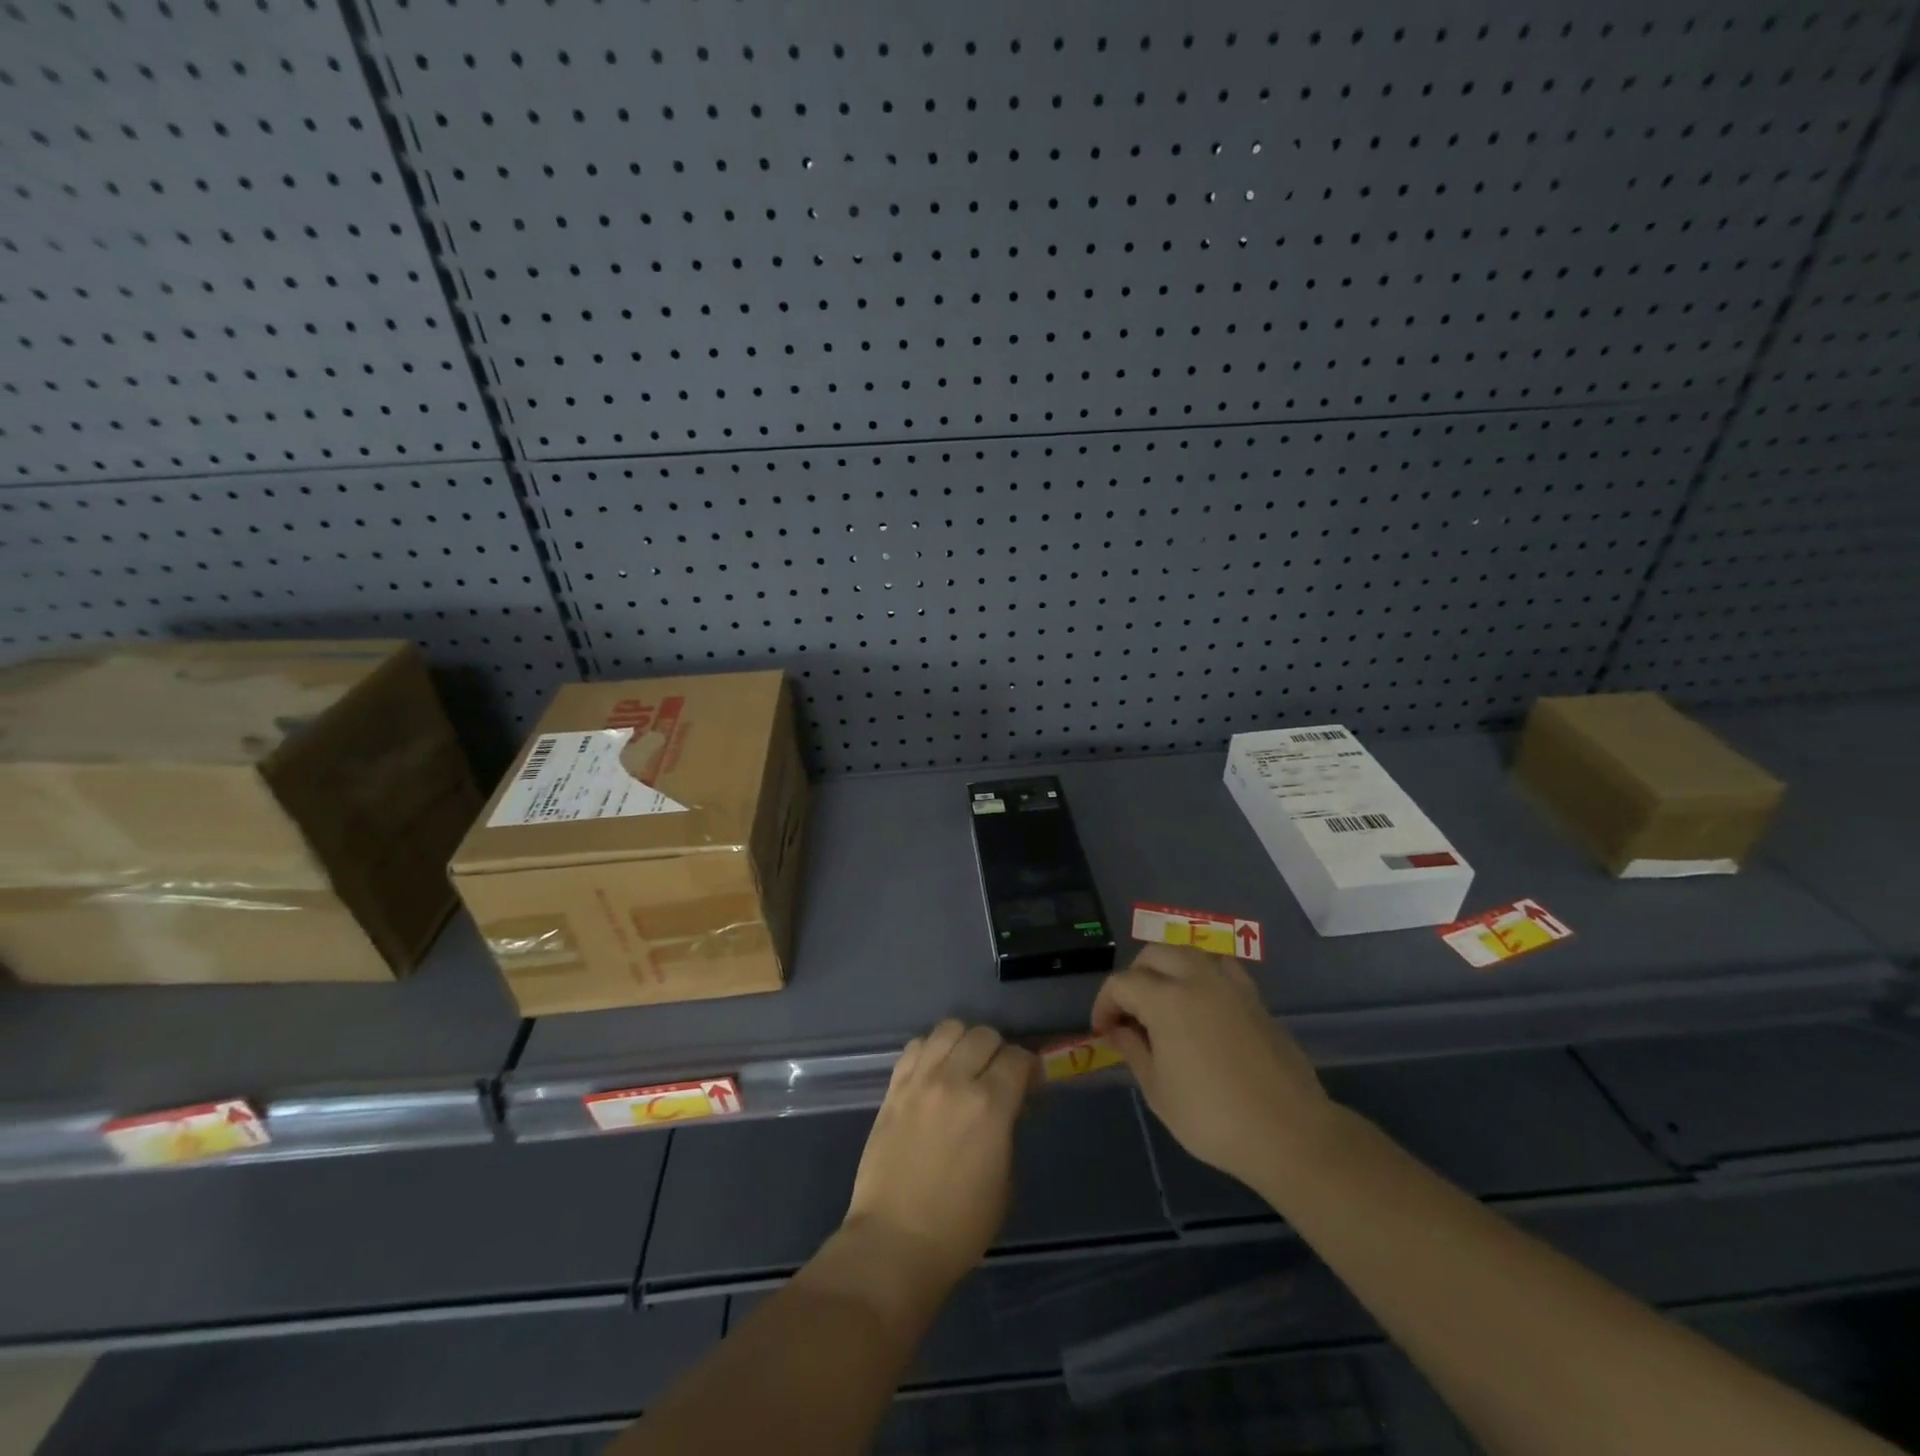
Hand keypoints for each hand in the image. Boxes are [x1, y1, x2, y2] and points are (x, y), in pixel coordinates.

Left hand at [844, 1020, 1035, 1295]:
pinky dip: (931, 1050)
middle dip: (998, 1051)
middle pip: (984, 1034)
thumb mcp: (1004, 1182)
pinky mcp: (893, 1087)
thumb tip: (1007, 1106)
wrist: (894, 1242)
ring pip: (948, 1028)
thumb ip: (1007, 1130)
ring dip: (963, 1042)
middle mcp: (954, 1080)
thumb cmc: (959, 1227)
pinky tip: (934, 1073)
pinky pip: (916, 1046)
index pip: (1018, 1057)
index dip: (1029, 1068)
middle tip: (997, 1076)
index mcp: (989, 1105)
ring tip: (964, 1066)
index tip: (1029, 1085)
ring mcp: (919, 1080)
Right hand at [1092, 944, 1333, 1189]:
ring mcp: (1230, 984)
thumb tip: (1117, 1029)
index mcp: (1166, 999)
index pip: (1122, 984)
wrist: (1288, 1133)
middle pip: (1154, 954)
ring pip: (1188, 952)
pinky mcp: (1254, 997)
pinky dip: (1202, 974)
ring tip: (1164, 1001)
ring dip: (1168, 968)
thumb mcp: (1158, 1091)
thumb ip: (1133, 1050)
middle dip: (1134, 977)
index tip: (1103, 1030)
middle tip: (1130, 1012)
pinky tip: (1202, 1004)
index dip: (1105, 1004)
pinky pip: (1220, 967)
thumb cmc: (1213, 1118)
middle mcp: (1196, 978)